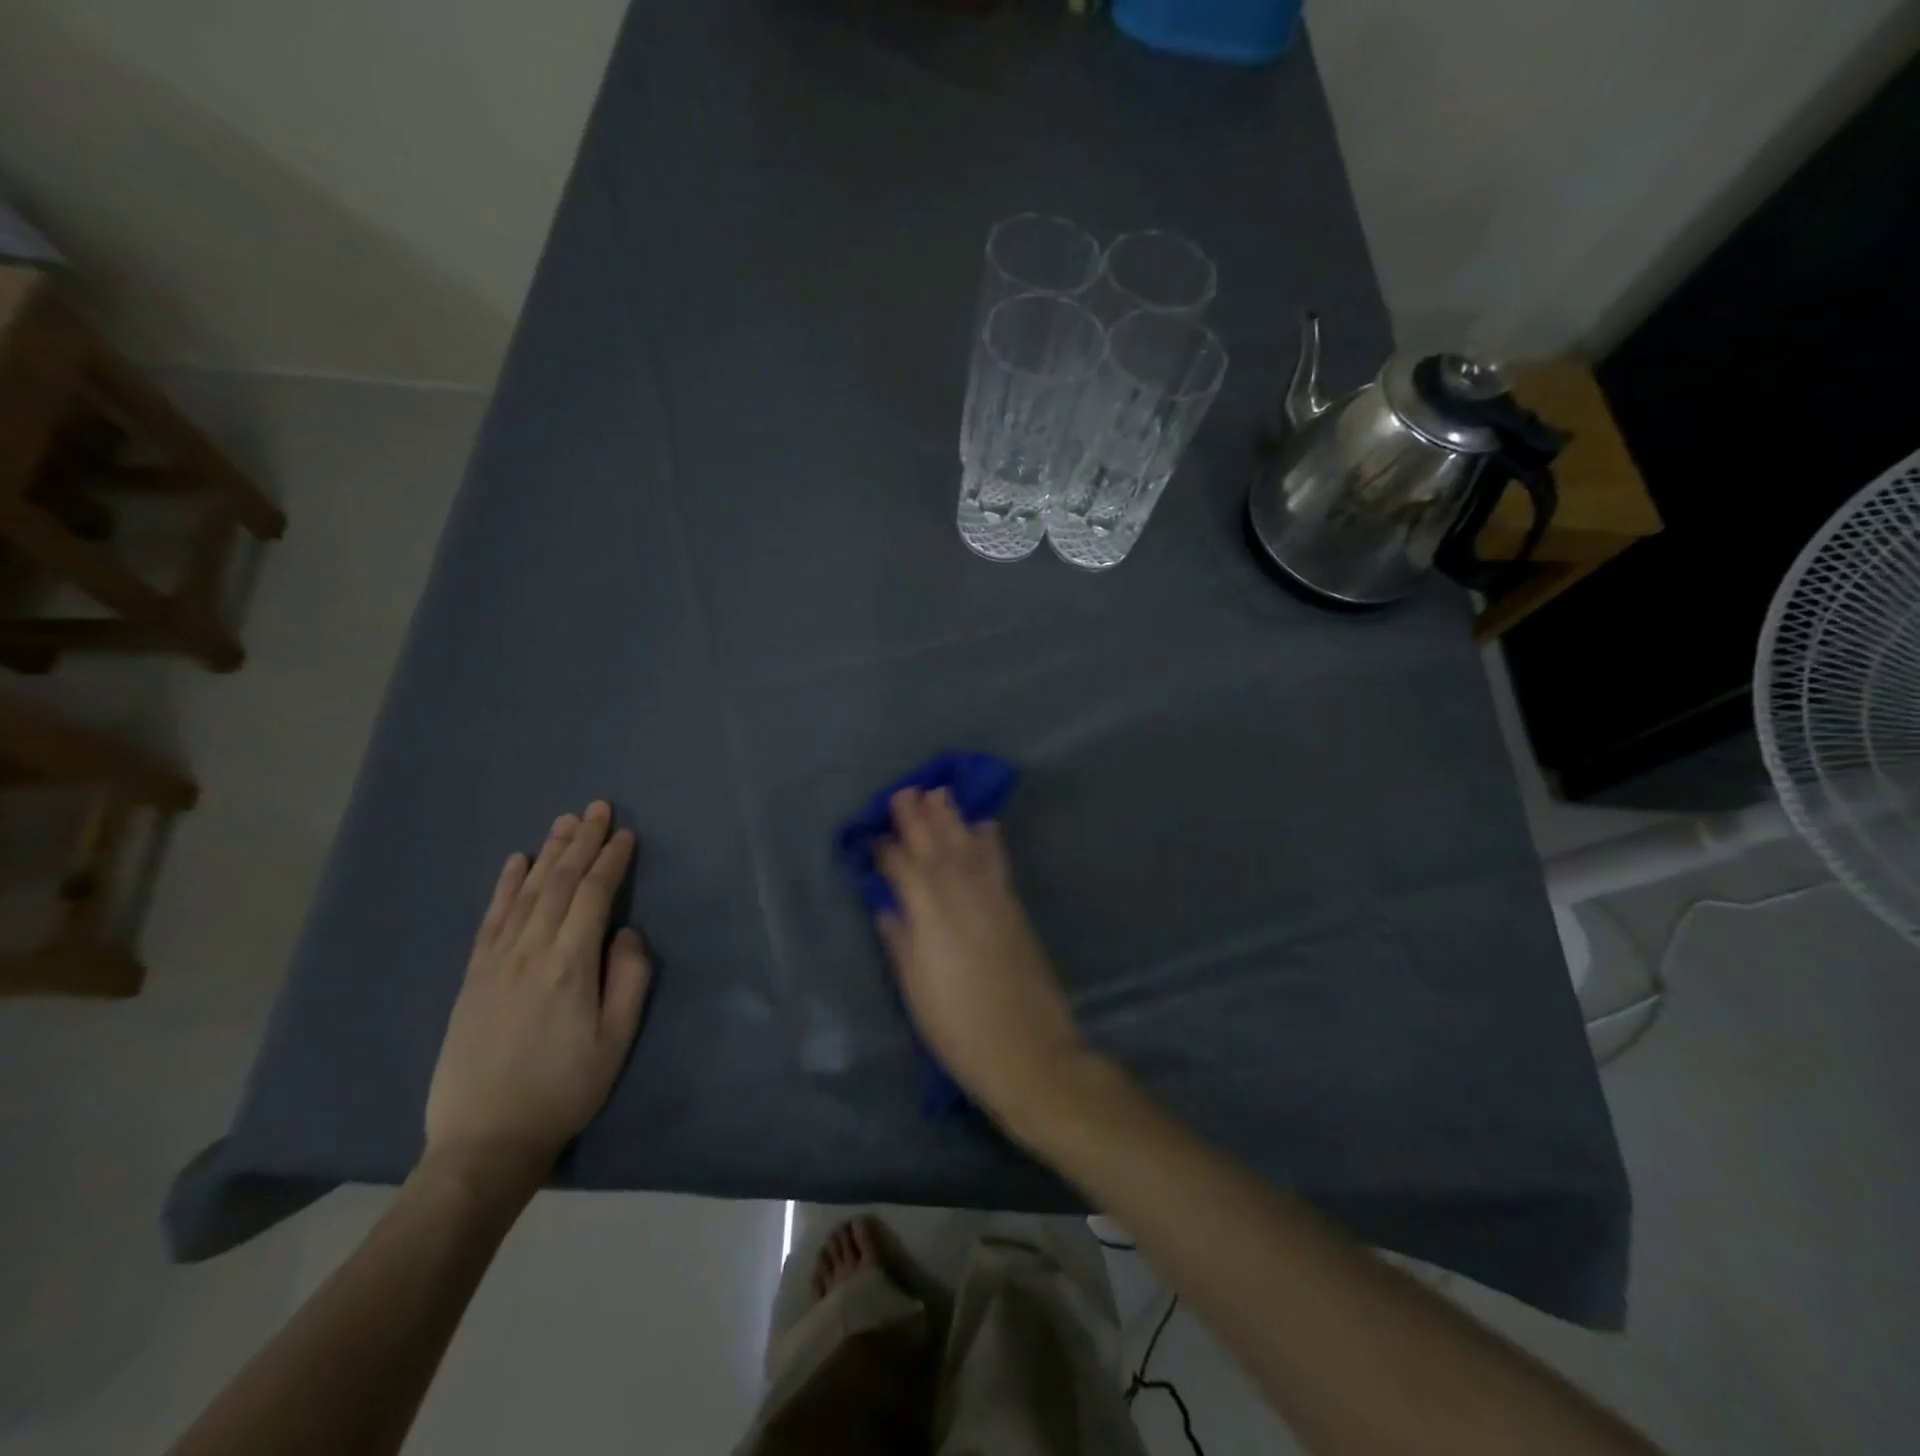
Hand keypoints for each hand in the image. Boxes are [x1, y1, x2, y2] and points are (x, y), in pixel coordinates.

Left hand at [424, 801, 651, 1190]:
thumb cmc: (565, 1089)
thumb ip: (629, 979)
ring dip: (548, 853)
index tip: (625, 834)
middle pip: (558, 883)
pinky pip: (491, 918)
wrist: (485, 1140)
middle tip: (596, 807)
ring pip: (526, 893)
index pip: (594, 895)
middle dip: (581, 842)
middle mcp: (530, 951)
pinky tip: (516, 862)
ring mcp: (496, 962)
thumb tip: (626, 933)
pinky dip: (505, 885)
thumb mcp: (617, 1040)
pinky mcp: (473, 976)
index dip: (611, 860)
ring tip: (564, 822)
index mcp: (570, 964)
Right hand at [875, 787, 1088, 1127]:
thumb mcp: (916, 990)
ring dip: (952, 819)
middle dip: (918, 818)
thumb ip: (901, 941)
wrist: (1027, 1050)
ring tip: (939, 793)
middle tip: (905, 791)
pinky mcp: (1014, 908)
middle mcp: (961, 896)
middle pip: (936, 848)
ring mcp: (992, 898)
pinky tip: (985, 825)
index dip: (886, 851)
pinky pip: (997, 863)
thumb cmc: (958, 1028)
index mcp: (929, 915)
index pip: (902, 870)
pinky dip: (989, 841)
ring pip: (967, 847)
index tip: (872, 837)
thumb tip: (889, 907)